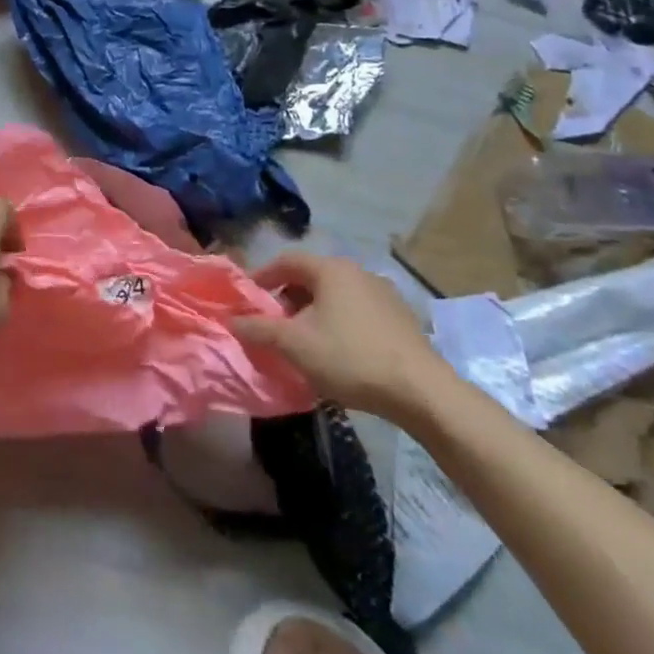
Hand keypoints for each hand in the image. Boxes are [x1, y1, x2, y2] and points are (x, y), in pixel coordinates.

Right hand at [233, 253, 448, 422]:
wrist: (422, 392)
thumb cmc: (350, 357)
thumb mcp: (294, 345)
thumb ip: (258, 329)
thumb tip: (231, 320)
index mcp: (331, 269)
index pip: (286, 260)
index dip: (263, 276)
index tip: (248, 298)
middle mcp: (357, 271)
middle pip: (311, 277)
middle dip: (287, 298)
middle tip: (274, 324)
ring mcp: (383, 293)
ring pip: (335, 295)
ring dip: (313, 312)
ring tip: (304, 341)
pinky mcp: (401, 318)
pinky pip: (357, 311)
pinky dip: (339, 323)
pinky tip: (338, 352)